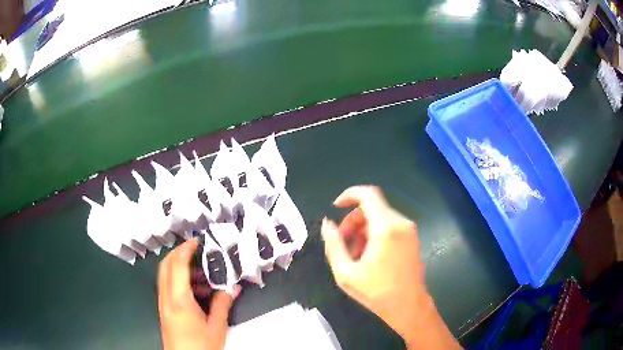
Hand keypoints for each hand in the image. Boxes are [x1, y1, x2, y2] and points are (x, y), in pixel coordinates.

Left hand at [158, 239, 239, 349]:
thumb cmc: (201, 346)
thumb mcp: (216, 327)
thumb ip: (223, 304)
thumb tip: (233, 288)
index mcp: (179, 299)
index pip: (177, 265)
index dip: (185, 249)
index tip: (197, 242)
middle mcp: (166, 297)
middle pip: (165, 265)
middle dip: (179, 253)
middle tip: (196, 250)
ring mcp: (163, 303)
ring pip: (165, 275)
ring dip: (180, 268)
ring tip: (202, 274)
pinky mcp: (164, 310)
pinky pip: (168, 287)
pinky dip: (179, 281)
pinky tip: (197, 292)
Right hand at [322, 186, 459, 348]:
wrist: (408, 307)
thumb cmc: (377, 292)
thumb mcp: (346, 273)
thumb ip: (333, 245)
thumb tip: (327, 224)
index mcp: (386, 228)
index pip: (368, 194)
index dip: (349, 195)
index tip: (336, 207)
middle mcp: (401, 223)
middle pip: (371, 208)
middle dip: (353, 222)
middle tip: (343, 244)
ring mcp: (409, 231)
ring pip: (379, 218)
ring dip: (363, 231)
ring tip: (355, 256)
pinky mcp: (412, 239)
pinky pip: (389, 227)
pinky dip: (375, 235)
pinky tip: (369, 257)